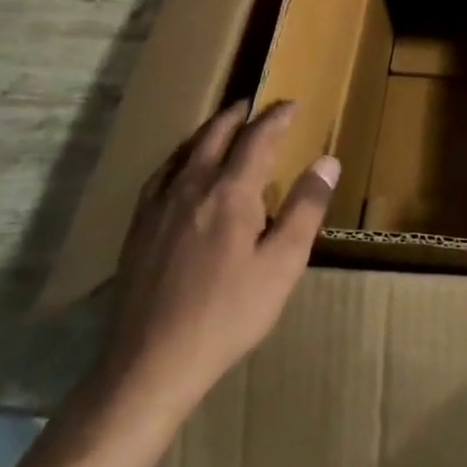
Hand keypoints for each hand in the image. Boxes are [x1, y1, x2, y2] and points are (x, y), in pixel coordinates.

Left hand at [91, 99, 338, 417]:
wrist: (150, 362)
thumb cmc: (227, 315)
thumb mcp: (281, 266)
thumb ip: (305, 209)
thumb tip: (327, 161)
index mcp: (230, 191)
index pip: (257, 137)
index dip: (276, 117)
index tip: (292, 104)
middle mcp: (192, 185)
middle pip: (216, 133)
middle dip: (240, 114)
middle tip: (257, 104)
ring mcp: (159, 205)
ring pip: (187, 149)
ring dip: (211, 129)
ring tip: (225, 125)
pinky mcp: (139, 226)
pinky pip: (163, 173)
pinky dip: (183, 155)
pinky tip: (183, 168)